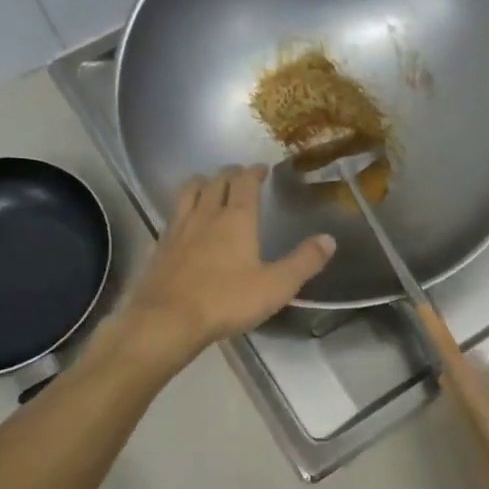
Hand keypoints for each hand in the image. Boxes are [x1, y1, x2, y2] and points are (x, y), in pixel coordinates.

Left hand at [118, 165, 334, 365]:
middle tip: (239, 175)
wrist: (168, 320)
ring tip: (208, 185)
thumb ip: (304, 262)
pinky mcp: (159, 246)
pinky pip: (171, 216)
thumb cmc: (226, 301)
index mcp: (236, 219)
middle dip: (229, 174)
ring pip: (188, 192)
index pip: (244, 182)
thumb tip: (329, 239)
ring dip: (201, 183)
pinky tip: (183, 222)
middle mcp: (205, 215)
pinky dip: (181, 210)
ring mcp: (178, 229)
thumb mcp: (276, 286)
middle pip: (215, 182)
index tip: (261, 168)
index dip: (253, 171)